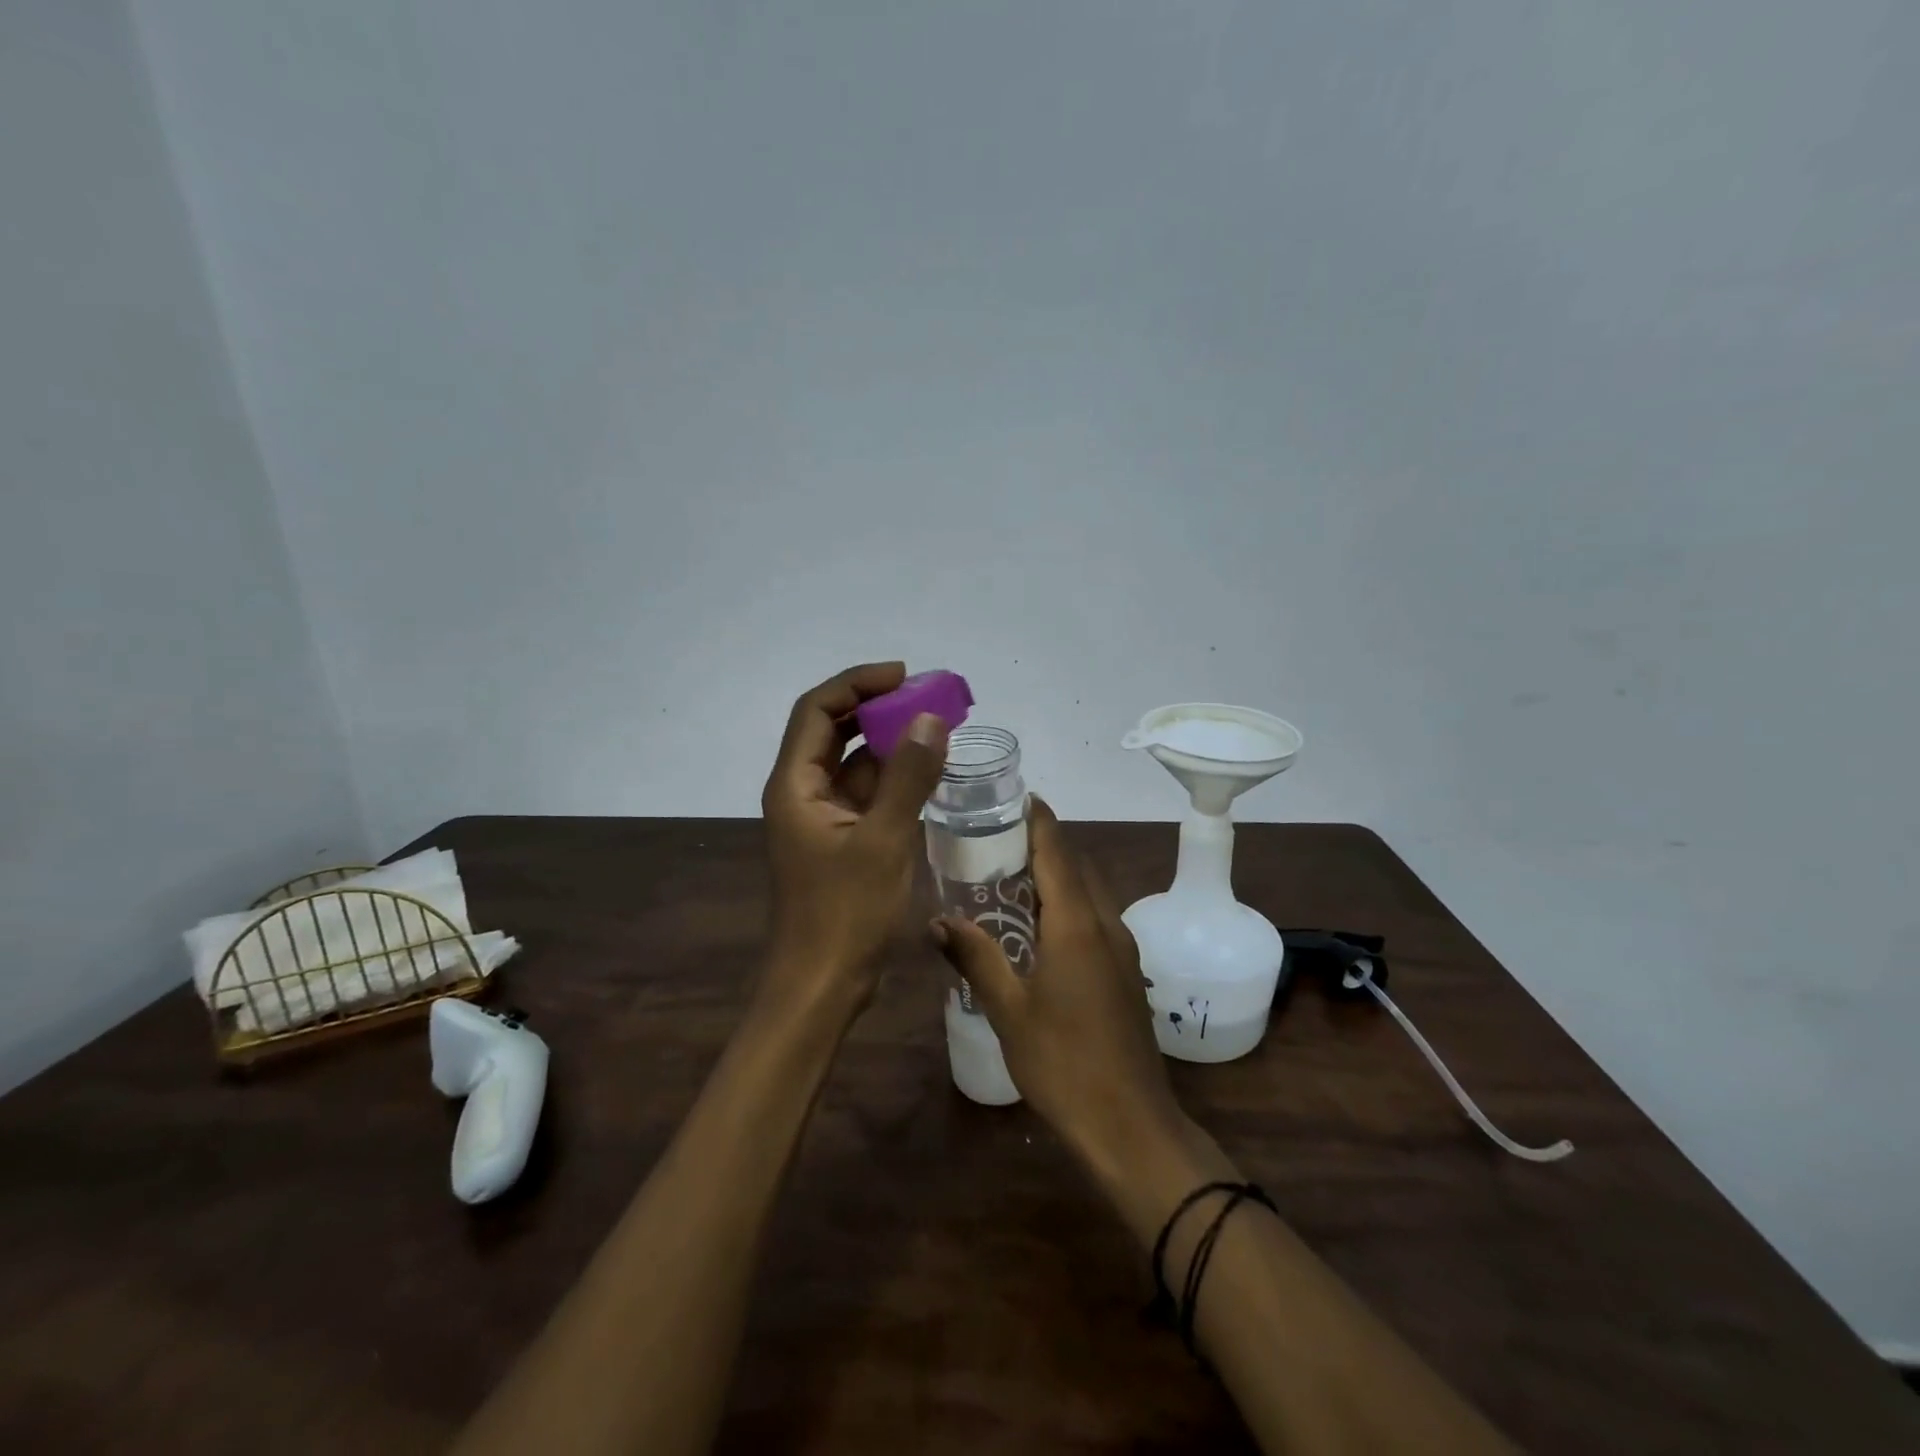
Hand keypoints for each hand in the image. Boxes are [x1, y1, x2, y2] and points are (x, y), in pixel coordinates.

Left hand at [760, 662, 948, 1010]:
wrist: (822, 985)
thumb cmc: (845, 914)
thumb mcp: (883, 840)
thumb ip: (908, 777)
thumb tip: (930, 719)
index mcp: (795, 785)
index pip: (818, 710)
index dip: (857, 684)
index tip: (904, 677)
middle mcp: (801, 792)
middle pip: (832, 730)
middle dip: (876, 708)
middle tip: (926, 697)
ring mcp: (821, 817)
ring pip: (852, 761)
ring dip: (888, 741)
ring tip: (935, 726)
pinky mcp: (840, 839)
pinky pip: (866, 792)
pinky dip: (893, 777)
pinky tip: (927, 771)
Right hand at [930, 797, 1185, 1165]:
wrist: (1130, 1123)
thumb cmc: (1063, 1063)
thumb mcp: (1009, 1010)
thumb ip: (975, 958)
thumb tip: (936, 920)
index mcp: (1076, 924)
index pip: (1057, 849)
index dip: (1038, 818)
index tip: (1015, 794)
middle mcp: (1105, 923)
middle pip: (1075, 864)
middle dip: (1042, 842)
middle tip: (995, 834)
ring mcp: (1122, 947)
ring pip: (1087, 891)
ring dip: (1055, 874)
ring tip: (1009, 873)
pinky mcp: (1125, 970)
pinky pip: (1094, 917)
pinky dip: (1067, 903)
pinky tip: (1038, 925)